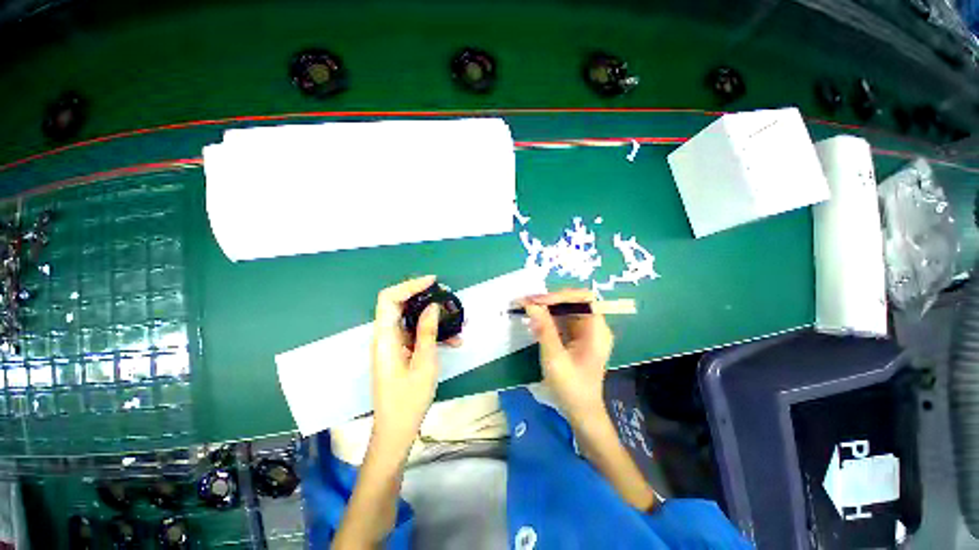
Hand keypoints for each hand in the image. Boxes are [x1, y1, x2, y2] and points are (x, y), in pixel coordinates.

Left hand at [370, 275, 441, 453]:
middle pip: (401, 305)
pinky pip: (416, 334)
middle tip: (447, 298)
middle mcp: (385, 336)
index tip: (433, 282)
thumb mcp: (424, 363)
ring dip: (433, 318)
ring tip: (457, 322)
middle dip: (425, 298)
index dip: (409, 285)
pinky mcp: (400, 351)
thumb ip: (427, 332)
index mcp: (385, 337)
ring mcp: (393, 344)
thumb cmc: (408, 399)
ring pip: (412, 319)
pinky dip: (433, 333)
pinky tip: (453, 341)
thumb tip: (432, 306)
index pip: (389, 298)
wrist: (396, 430)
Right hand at [523, 289, 613, 418]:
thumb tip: (531, 305)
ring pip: (565, 309)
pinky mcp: (576, 338)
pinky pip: (562, 320)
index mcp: (597, 330)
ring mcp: (585, 332)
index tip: (538, 301)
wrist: (581, 412)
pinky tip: (534, 320)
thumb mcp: (555, 358)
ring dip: (546, 308)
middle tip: (527, 303)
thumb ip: (544, 329)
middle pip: (573, 301)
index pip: (582, 298)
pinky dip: (547, 318)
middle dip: (550, 300)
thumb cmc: (571, 388)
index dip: (560, 295)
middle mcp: (594, 326)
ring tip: (526, 308)